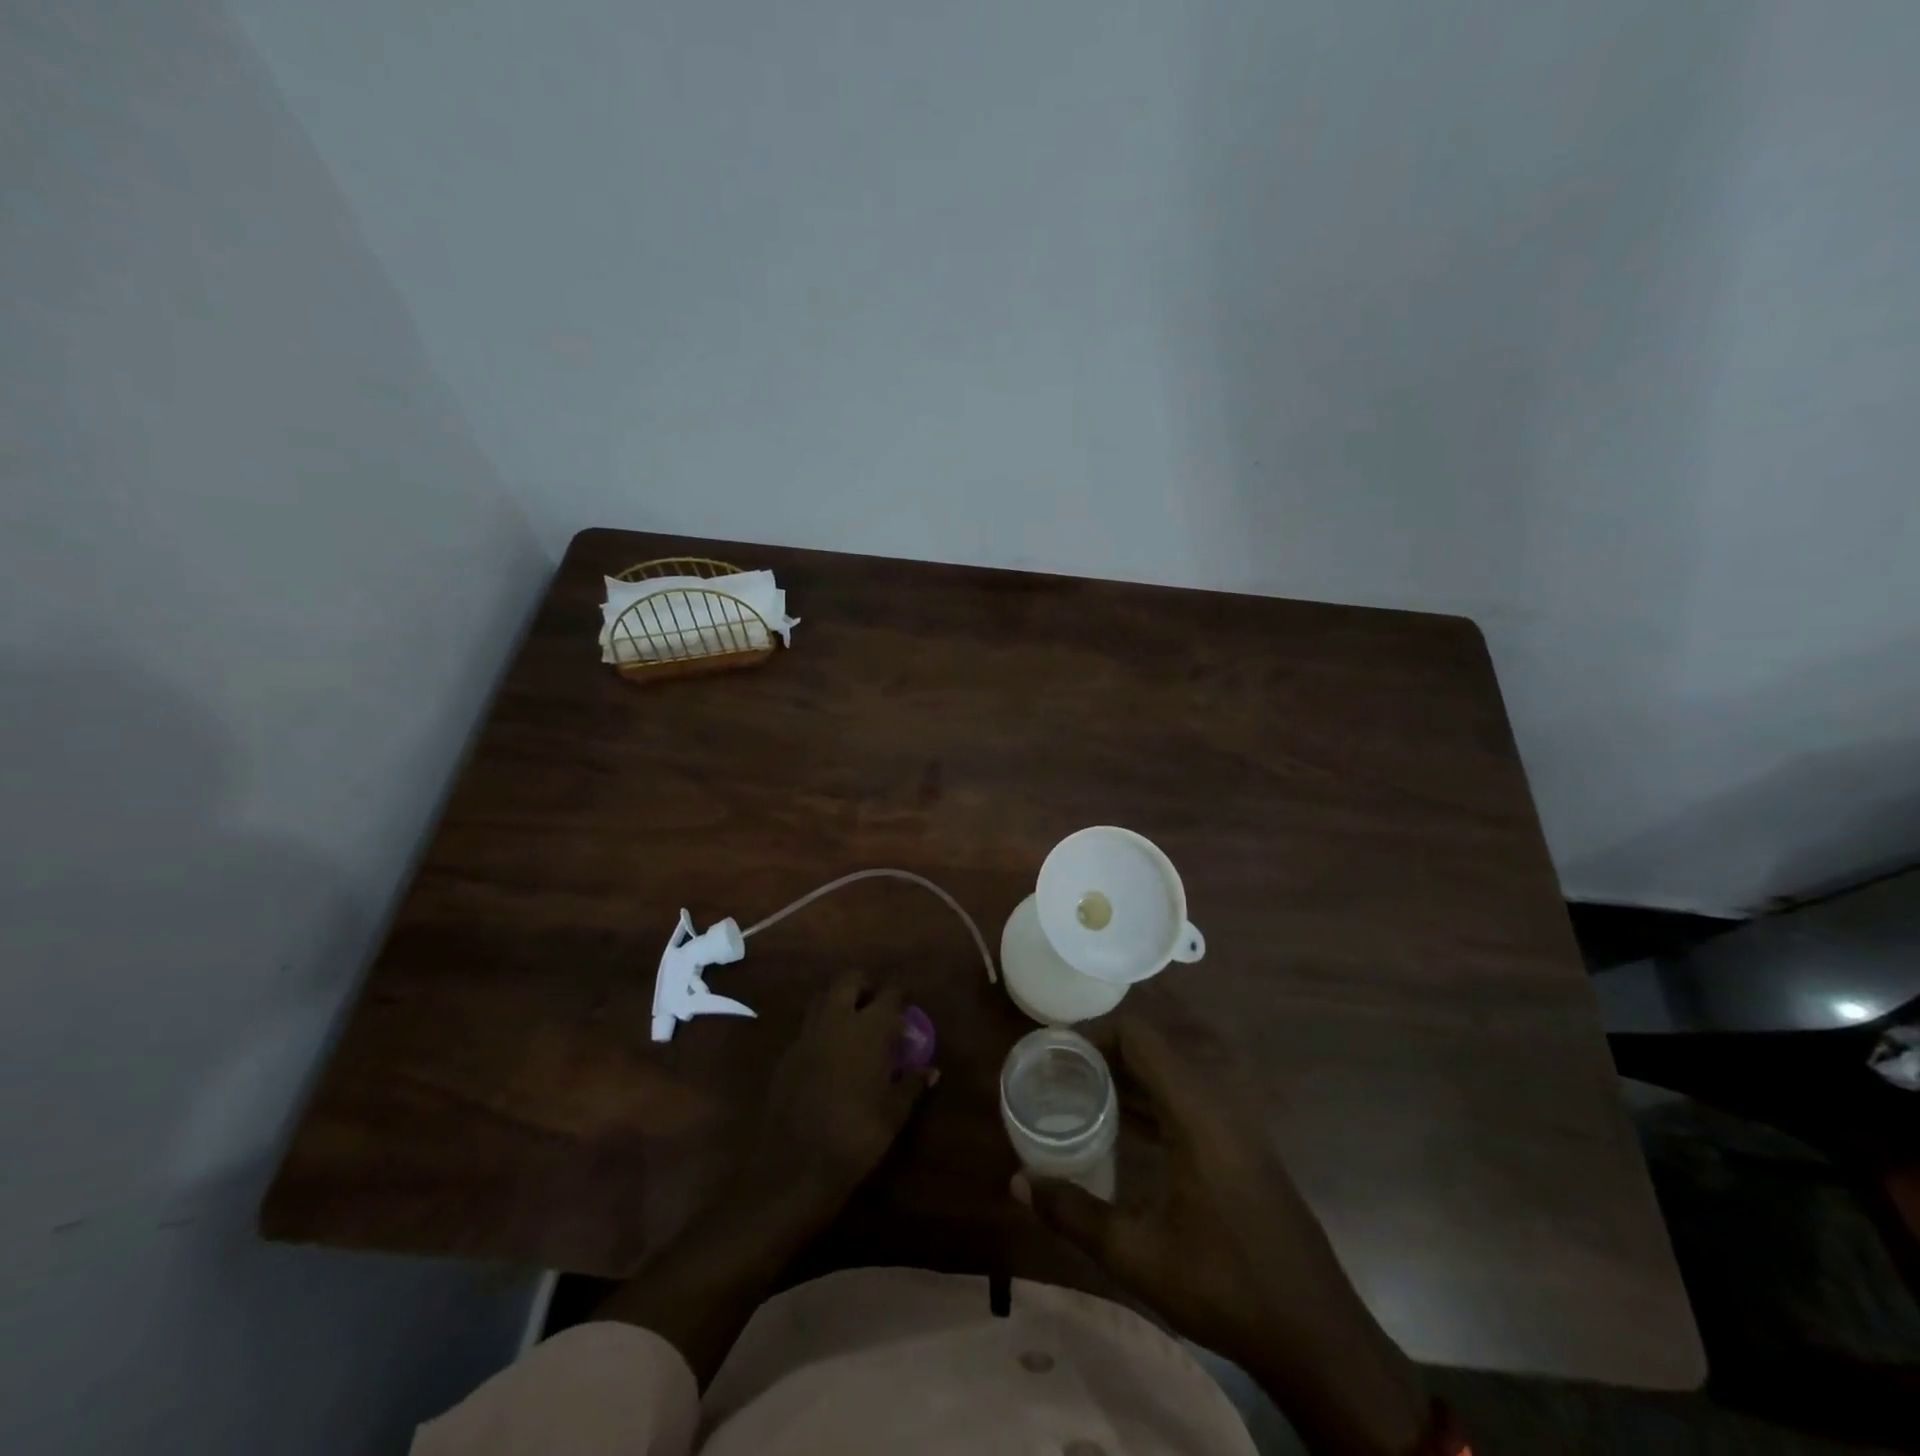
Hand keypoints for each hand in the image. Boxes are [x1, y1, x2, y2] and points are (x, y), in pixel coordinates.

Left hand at [740, 970, 936, 1220]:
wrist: (795, 1166)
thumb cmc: (857, 1136)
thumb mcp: (894, 1112)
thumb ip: (912, 1083)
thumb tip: (930, 1070)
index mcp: (870, 1027)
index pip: (890, 992)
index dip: (899, 995)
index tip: (907, 1006)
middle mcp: (837, 1019)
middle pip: (849, 980)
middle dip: (865, 986)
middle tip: (876, 1007)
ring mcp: (807, 1034)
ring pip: (823, 997)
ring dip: (838, 1001)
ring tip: (852, 1024)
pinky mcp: (786, 1053)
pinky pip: (806, 1026)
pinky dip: (820, 1028)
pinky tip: (828, 1053)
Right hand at [1014, 985, 1428, 1455]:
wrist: (1315, 1332)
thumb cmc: (1224, 1286)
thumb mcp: (1137, 1255)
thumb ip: (1073, 1214)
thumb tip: (1015, 1184)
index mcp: (1196, 1109)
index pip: (1139, 1036)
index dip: (1094, 1033)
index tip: (1055, 1052)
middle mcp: (1219, 1098)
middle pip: (1155, 1046)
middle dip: (1105, 1051)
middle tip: (1061, 1072)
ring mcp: (1237, 1118)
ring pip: (1174, 1068)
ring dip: (1129, 1073)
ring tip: (1083, 1091)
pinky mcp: (1244, 1139)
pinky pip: (1190, 1093)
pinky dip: (1153, 1095)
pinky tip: (1124, 1124)